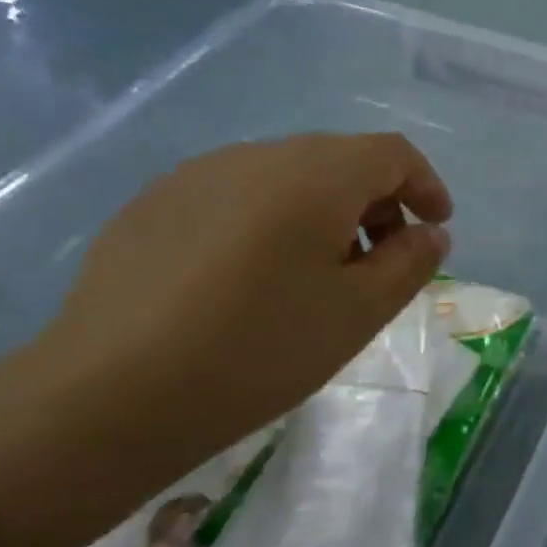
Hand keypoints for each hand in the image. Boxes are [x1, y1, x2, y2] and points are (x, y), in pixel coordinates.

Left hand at [26, 132, 451, 493]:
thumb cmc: (259, 350)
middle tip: (382, 263)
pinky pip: (236, 196)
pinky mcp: (154, 205)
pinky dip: (271, 222)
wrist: (110, 394)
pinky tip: (253, 281)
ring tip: (319, 277)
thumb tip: (430, 233)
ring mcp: (196, 176)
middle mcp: (255, 156)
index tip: (436, 228)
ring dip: (323, 213)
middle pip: (338, 160)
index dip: (425, 185)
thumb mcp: (358, 313)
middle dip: (376, 203)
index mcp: (313, 175)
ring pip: (285, 177)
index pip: (391, 152)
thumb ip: (408, 263)